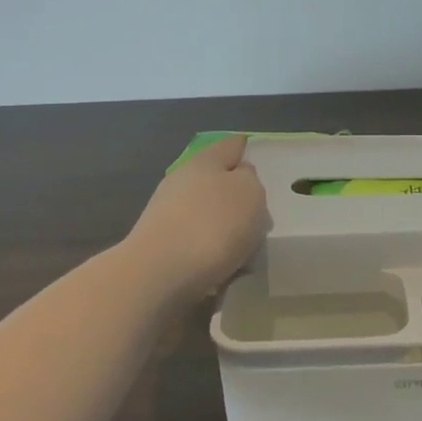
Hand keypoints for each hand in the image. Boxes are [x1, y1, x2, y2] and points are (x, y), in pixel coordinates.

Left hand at [126, 135, 268, 296]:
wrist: (158, 275)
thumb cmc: (212, 225)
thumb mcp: (250, 193)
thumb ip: (250, 179)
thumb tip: (239, 178)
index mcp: (205, 160)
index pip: (231, 145)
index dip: (248, 151)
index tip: (263, 165)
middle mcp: (182, 179)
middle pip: (216, 180)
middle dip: (237, 196)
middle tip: (260, 216)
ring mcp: (166, 212)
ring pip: (205, 213)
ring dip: (223, 227)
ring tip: (244, 250)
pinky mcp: (159, 245)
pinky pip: (195, 241)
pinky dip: (210, 251)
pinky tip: (222, 268)